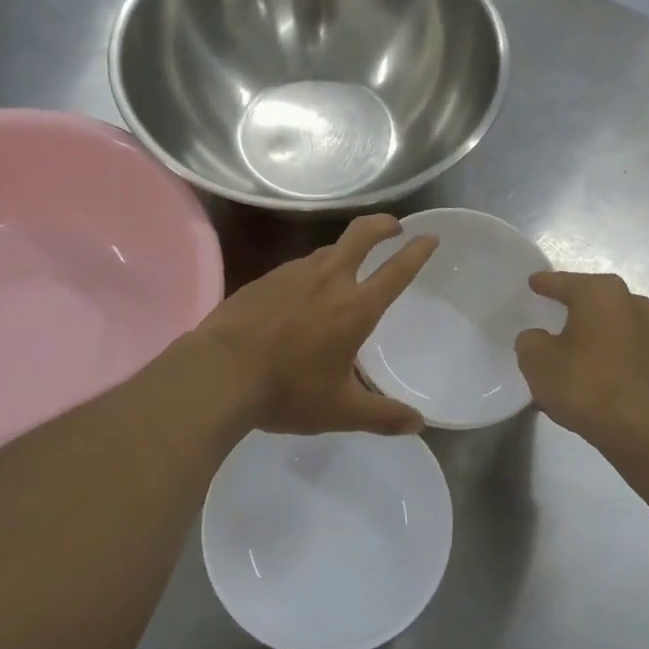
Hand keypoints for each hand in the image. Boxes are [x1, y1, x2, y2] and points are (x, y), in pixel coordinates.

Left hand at [195, 215, 438, 435]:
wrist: (218, 373)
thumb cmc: (287, 391)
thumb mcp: (341, 411)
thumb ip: (383, 416)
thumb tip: (418, 424)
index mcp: (355, 307)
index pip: (396, 270)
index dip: (417, 251)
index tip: (429, 237)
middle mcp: (328, 279)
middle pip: (361, 234)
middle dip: (382, 224)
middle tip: (393, 227)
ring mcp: (292, 274)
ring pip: (327, 250)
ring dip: (345, 251)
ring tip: (347, 270)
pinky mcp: (264, 279)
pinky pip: (298, 268)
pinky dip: (311, 272)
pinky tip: (301, 295)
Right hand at [515, 271, 648, 443]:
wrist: (639, 428)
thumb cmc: (584, 382)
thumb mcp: (537, 360)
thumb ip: (530, 341)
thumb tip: (538, 339)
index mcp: (601, 292)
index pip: (564, 282)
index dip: (545, 284)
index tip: (533, 283)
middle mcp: (631, 303)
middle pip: (593, 300)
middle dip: (573, 306)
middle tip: (551, 312)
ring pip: (610, 325)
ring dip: (592, 333)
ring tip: (569, 348)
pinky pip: (622, 350)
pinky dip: (605, 355)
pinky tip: (588, 372)